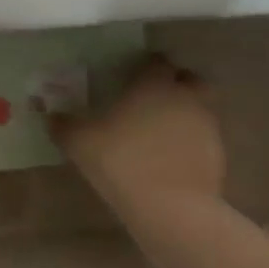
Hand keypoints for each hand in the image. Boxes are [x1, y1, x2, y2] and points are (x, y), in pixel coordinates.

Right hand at [50, 57, 225, 214]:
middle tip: (151, 99)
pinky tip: (168, 159)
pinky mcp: (217, 153)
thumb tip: (51, 116)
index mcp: (153, 85)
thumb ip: (63, 125)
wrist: (169, 205)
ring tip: (158, 133)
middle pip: (189, 79)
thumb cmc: (120, 161)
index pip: (156, 62)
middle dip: (174, 84)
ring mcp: (206, 125)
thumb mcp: (78, 142)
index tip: (130, 77)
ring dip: (183, 113)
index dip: (144, 66)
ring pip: (199, 108)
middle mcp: (185, 97)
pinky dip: (189, 142)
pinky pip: (202, 138)